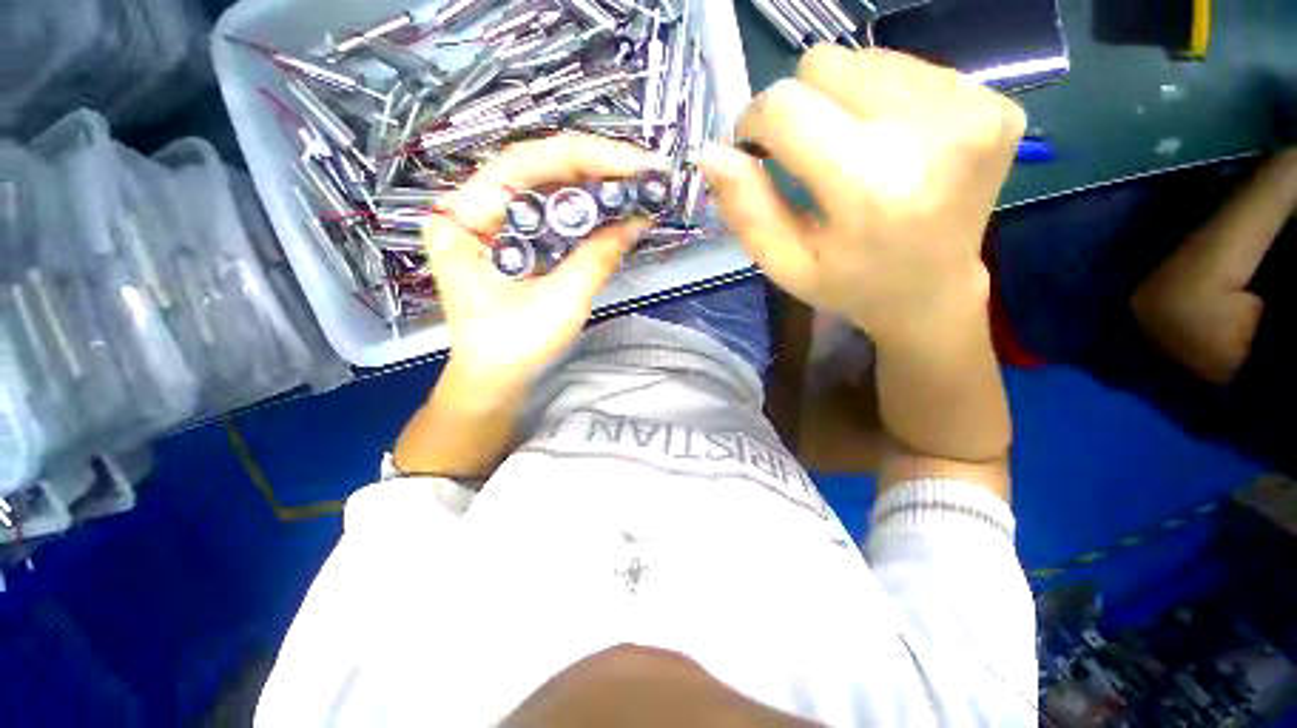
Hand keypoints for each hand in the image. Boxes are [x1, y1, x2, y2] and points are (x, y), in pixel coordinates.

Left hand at [422, 134, 656, 393]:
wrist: (494, 379)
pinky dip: (586, 211)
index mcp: (464, 217)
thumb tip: (636, 224)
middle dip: (596, 168)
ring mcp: (496, 224)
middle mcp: (475, 208)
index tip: (633, 164)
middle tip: (644, 172)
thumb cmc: (514, 347)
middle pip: (539, 169)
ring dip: (595, 186)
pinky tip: (614, 209)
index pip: (524, 163)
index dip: (584, 157)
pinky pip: (553, 214)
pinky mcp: (516, 241)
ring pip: (549, 188)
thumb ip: (597, 258)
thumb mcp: (560, 302)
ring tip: (637, 186)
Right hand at [702, 47, 1025, 345]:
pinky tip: (890, 146)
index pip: (787, 107)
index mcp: (871, 188)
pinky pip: (907, 67)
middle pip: (825, 64)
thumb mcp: (783, 264)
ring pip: (865, 59)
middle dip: (799, 106)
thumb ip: (746, 209)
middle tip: (807, 155)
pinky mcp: (996, 102)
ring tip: (852, 154)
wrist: (932, 293)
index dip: (756, 120)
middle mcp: (931, 133)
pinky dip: (883, 100)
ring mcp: (973, 110)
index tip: (755, 148)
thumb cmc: (848, 285)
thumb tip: (711, 151)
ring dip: (842, 102)